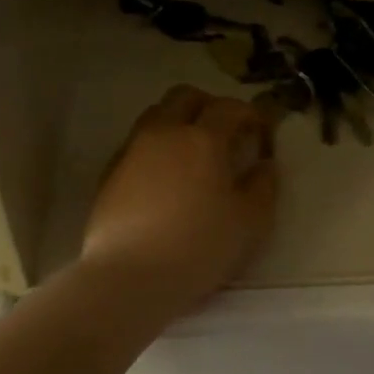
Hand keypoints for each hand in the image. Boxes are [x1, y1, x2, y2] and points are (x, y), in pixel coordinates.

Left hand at [81, 86, 278, 314]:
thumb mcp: (249, 223)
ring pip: (157, 116)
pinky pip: (138, 143)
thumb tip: (264, 165)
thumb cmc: (198, 248)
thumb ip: (263, 187)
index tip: (261, 135)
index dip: (251, 115)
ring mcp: (131, 150)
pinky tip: (165, 180)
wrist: (129, 277)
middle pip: (185, 96)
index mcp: (203, 139)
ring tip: (193, 156)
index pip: (230, 107)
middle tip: (226, 134)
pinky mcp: (109, 173)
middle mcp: (164, 133)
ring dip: (179, 123)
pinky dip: (157, 148)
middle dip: (210, 106)